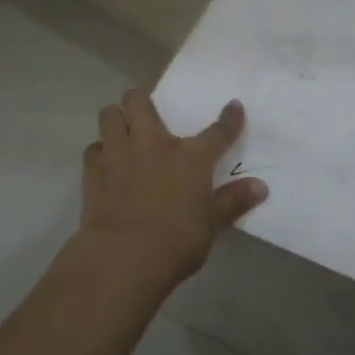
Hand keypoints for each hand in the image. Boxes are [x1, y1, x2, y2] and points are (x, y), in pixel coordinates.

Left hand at [77, 90, 268, 292]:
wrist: (126, 254)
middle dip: (141, 100)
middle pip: (139, 101)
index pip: (217, 132)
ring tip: (121, 132)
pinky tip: (105, 164)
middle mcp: (152, 143)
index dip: (229, 118)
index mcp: (190, 157)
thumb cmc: (177, 240)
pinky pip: (93, 148)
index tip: (233, 106)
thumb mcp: (212, 223)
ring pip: (109, 115)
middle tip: (145, 113)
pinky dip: (99, 152)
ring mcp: (119, 152)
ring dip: (115, 119)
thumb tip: (261, 186)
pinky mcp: (93, 170)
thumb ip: (233, 201)